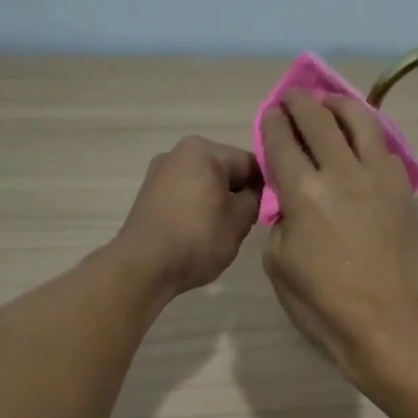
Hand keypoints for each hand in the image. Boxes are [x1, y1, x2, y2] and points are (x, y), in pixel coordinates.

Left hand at [114, 136, 261, 295]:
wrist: (143, 266)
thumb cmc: (197, 238)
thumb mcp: (239, 220)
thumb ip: (255, 199)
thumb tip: (255, 194)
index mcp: (203, 150)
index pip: (250, 163)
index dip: (266, 186)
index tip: (273, 209)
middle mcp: (178, 152)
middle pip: (225, 170)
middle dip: (239, 192)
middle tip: (250, 222)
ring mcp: (159, 172)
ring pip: (204, 183)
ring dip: (218, 201)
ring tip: (225, 230)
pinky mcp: (149, 194)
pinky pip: (185, 195)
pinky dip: (198, 208)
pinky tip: (202, 232)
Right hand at [260, 90, 417, 382]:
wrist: (387, 323)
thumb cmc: (324, 303)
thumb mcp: (279, 265)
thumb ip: (280, 221)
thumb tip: (291, 202)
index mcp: (303, 191)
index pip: (282, 139)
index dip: (273, 121)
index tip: (271, 114)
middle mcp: (341, 171)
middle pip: (318, 118)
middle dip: (300, 102)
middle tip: (293, 99)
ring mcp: (378, 176)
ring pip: (359, 120)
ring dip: (339, 105)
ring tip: (330, 104)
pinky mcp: (402, 188)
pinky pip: (383, 146)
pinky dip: (367, 132)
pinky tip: (361, 137)